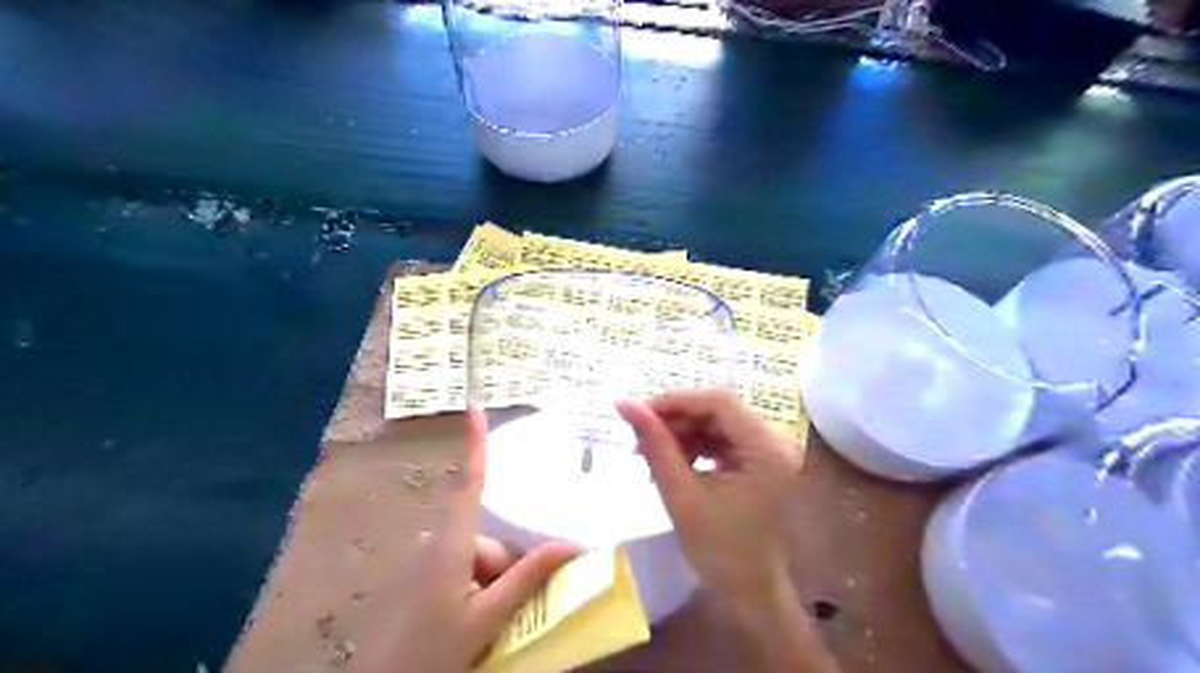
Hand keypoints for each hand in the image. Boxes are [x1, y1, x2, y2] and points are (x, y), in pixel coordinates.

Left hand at [459, 405, 584, 668]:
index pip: (470, 482)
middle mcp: (445, 544)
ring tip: (507, 623)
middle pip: (494, 538)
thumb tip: (573, 544)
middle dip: (515, 567)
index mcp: (453, 544)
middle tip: (528, 606)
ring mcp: (438, 564)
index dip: (474, 443)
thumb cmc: (433, 652)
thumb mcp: (488, 618)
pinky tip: (492, 622)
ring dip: (504, 586)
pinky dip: (490, 592)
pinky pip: (474, 574)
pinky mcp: (435, 581)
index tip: (474, 406)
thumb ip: (527, 578)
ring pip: (487, 561)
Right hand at [614, 388, 800, 598]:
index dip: (677, 400)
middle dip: (677, 418)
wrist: (750, 593)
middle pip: (720, 409)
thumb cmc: (718, 551)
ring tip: (650, 452)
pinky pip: (723, 438)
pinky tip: (674, 460)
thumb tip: (623, 403)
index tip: (639, 412)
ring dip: (683, 431)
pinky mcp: (761, 460)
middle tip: (639, 436)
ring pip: (718, 421)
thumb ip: (654, 444)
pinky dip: (696, 444)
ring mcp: (770, 450)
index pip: (720, 401)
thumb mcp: (680, 494)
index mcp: (767, 449)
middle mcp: (776, 441)